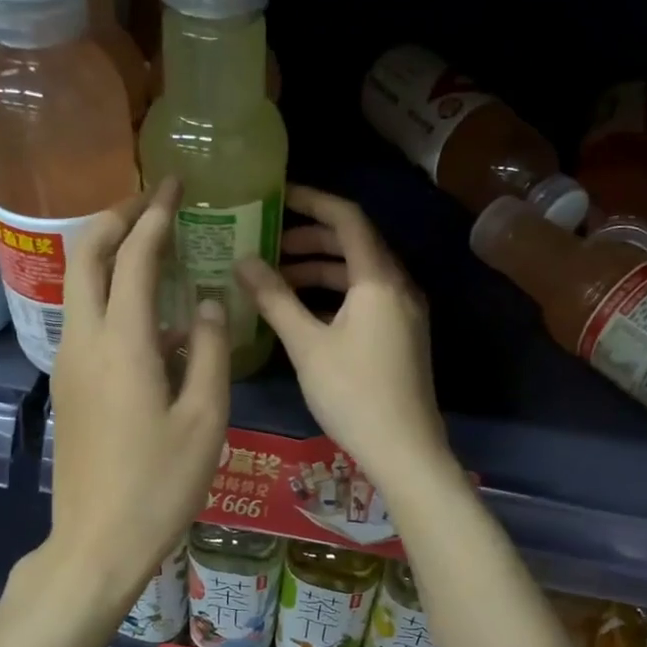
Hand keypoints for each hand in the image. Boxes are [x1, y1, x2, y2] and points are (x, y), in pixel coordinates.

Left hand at [50, 178, 229, 603]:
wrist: (97, 542)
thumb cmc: (161, 484)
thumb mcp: (205, 418)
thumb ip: (209, 350)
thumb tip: (207, 302)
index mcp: (122, 343)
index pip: (133, 256)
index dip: (155, 214)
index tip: (175, 185)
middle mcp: (84, 340)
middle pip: (84, 255)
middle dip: (115, 217)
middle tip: (152, 202)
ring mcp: (68, 362)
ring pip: (78, 284)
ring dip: (108, 253)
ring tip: (152, 245)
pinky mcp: (68, 384)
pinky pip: (84, 318)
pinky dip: (108, 294)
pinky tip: (149, 316)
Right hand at [234, 185, 452, 491]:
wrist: (405, 449)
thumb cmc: (353, 394)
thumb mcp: (307, 345)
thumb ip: (274, 299)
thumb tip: (242, 261)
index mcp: (378, 279)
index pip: (347, 218)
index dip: (312, 201)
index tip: (277, 197)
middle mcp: (398, 286)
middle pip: (355, 243)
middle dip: (311, 238)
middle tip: (269, 243)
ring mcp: (404, 311)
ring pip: (360, 273)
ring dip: (321, 269)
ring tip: (278, 278)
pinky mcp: (402, 335)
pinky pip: (367, 297)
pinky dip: (335, 294)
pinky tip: (304, 311)